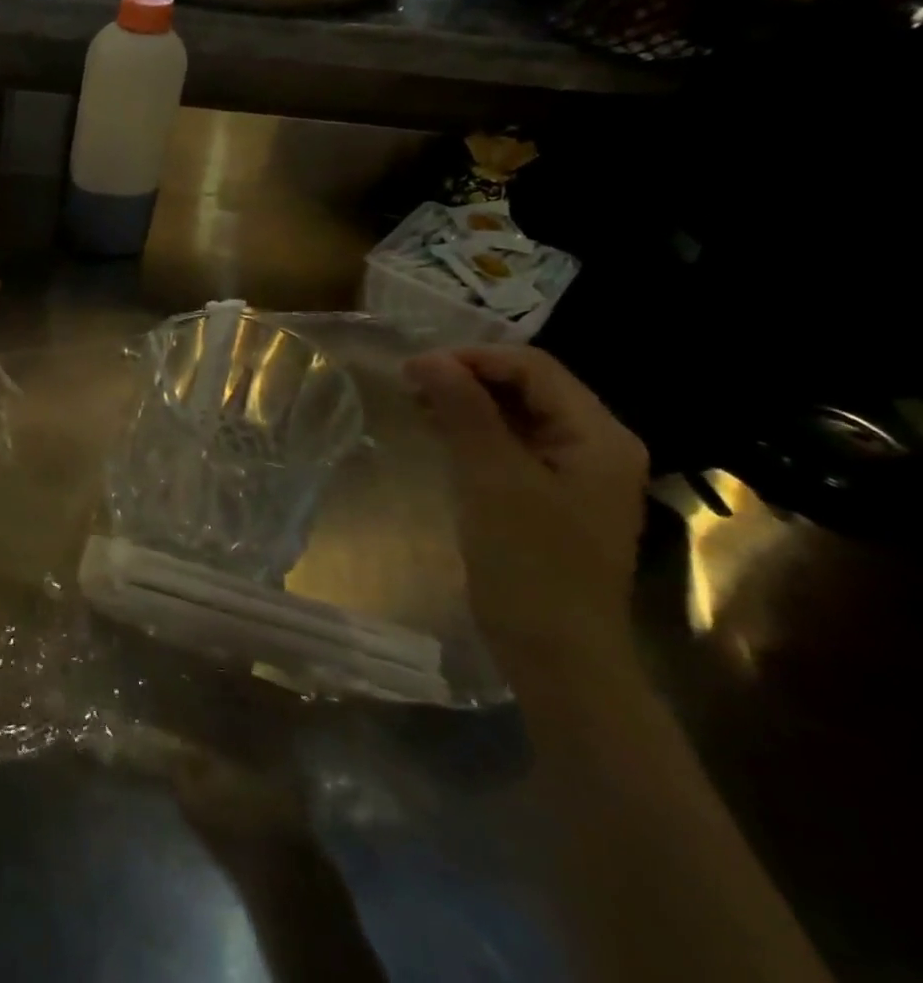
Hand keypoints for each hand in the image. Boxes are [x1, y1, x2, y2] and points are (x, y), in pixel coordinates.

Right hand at [404, 345, 648, 677]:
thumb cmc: (530, 561)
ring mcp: (574, 470)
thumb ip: (464, 411)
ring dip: (466, 401)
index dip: (472, 358)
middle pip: (528, 385)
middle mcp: (595, 443)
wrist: (556, 651)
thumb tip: (427, 358)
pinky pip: (511, 442)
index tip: (414, 369)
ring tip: (416, 404)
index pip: (533, 367)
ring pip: (516, 412)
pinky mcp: (549, 492)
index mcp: (599, 435)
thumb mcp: (491, 477)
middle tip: (410, 385)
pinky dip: (473, 429)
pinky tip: (438, 432)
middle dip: (468, 377)